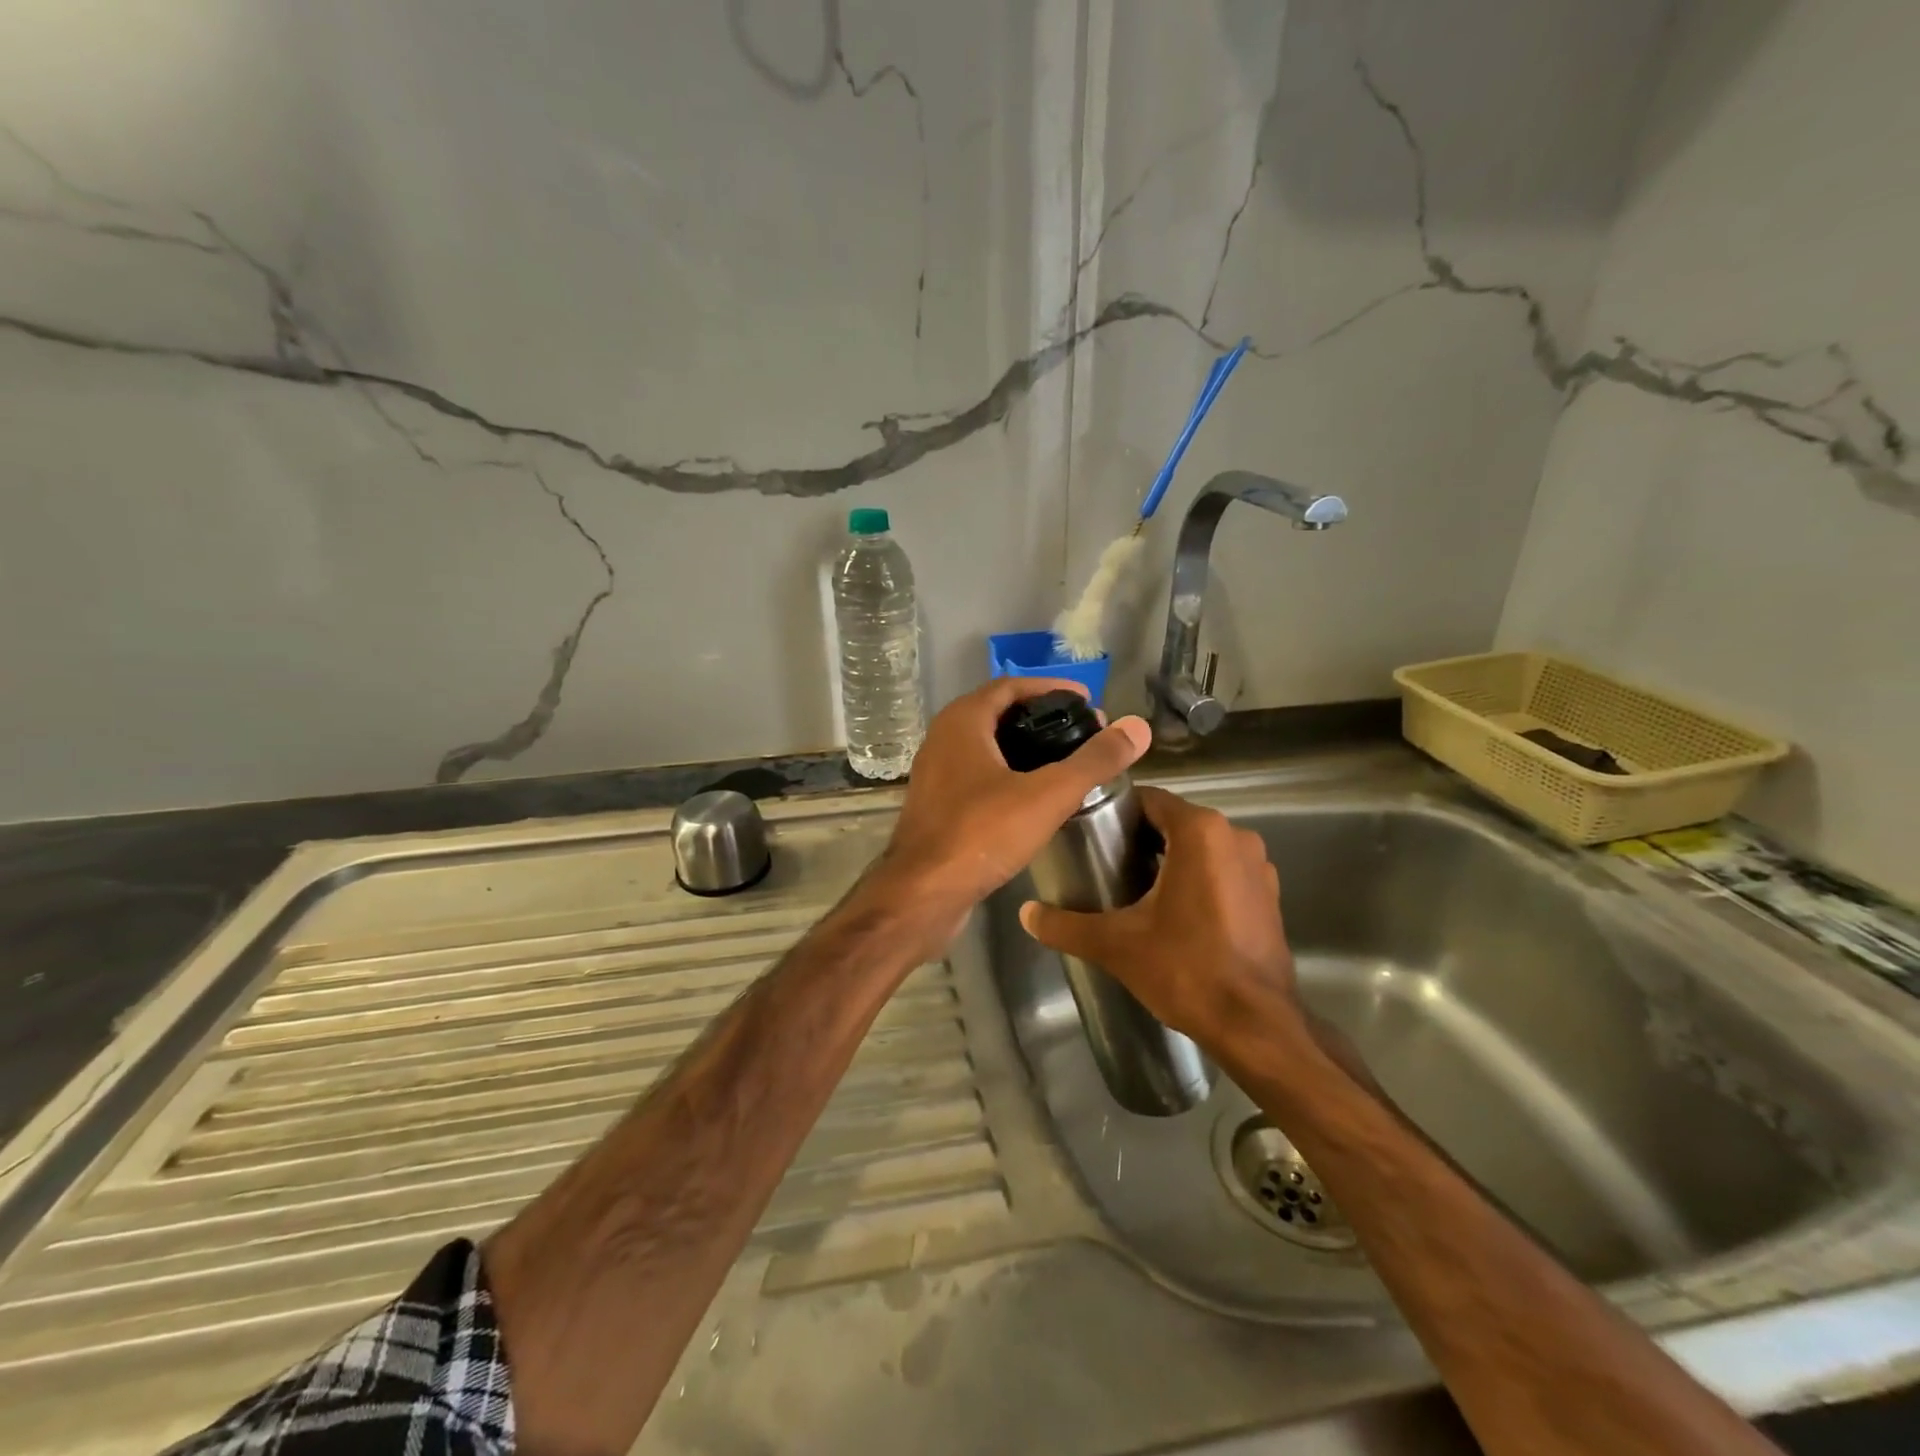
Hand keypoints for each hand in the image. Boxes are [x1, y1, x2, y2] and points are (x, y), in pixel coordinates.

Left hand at [873, 678, 1150, 943]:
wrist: (922, 895)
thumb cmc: (981, 834)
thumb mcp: (1048, 795)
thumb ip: (1094, 761)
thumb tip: (1138, 728)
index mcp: (962, 722)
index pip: (1010, 686)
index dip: (1050, 688)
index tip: (1086, 701)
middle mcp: (943, 739)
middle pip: (998, 714)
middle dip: (1041, 718)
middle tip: (1082, 733)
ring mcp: (935, 774)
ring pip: (987, 747)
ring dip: (1024, 748)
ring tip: (1065, 763)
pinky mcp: (937, 806)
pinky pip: (977, 776)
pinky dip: (1008, 775)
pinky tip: (1034, 798)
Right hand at [1017, 786, 1302, 1049]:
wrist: (1255, 1025)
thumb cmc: (1186, 969)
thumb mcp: (1116, 945)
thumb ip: (1065, 925)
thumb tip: (1026, 913)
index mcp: (1200, 832)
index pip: (1149, 799)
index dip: (1117, 811)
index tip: (1091, 832)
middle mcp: (1235, 836)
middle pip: (1175, 821)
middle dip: (1141, 837)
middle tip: (1105, 862)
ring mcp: (1259, 866)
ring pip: (1202, 847)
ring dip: (1171, 858)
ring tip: (1135, 886)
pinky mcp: (1269, 895)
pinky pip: (1224, 870)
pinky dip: (1199, 879)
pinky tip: (1176, 911)